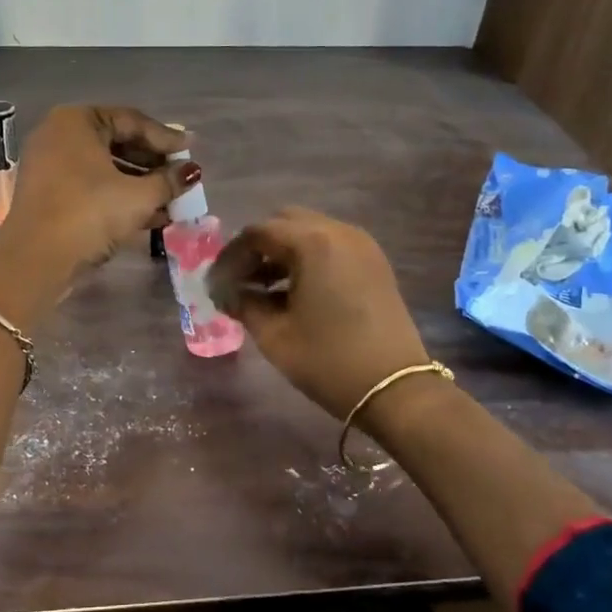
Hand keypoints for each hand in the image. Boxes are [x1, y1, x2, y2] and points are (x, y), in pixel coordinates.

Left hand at [0, 105, 199, 272]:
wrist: (36, 260)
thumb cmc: (89, 213)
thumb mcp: (138, 196)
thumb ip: (168, 181)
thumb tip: (191, 172)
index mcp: (77, 121)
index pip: (131, 121)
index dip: (166, 137)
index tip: (191, 150)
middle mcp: (59, 135)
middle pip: (117, 142)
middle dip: (153, 162)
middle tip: (182, 175)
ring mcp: (50, 166)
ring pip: (105, 168)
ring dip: (140, 184)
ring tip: (172, 200)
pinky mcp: (49, 195)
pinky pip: (91, 186)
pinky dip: (119, 197)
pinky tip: (151, 217)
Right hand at [210, 207, 434, 423]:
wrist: (396, 389)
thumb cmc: (329, 361)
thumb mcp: (274, 335)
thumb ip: (243, 304)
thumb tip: (224, 293)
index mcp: (312, 242)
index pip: (257, 233)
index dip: (230, 257)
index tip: (215, 284)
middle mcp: (339, 231)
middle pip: (284, 223)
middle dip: (256, 248)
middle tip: (238, 281)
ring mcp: (361, 245)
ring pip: (308, 232)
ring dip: (281, 253)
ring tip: (261, 289)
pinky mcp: (374, 263)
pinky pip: (330, 246)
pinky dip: (306, 259)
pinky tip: (292, 292)